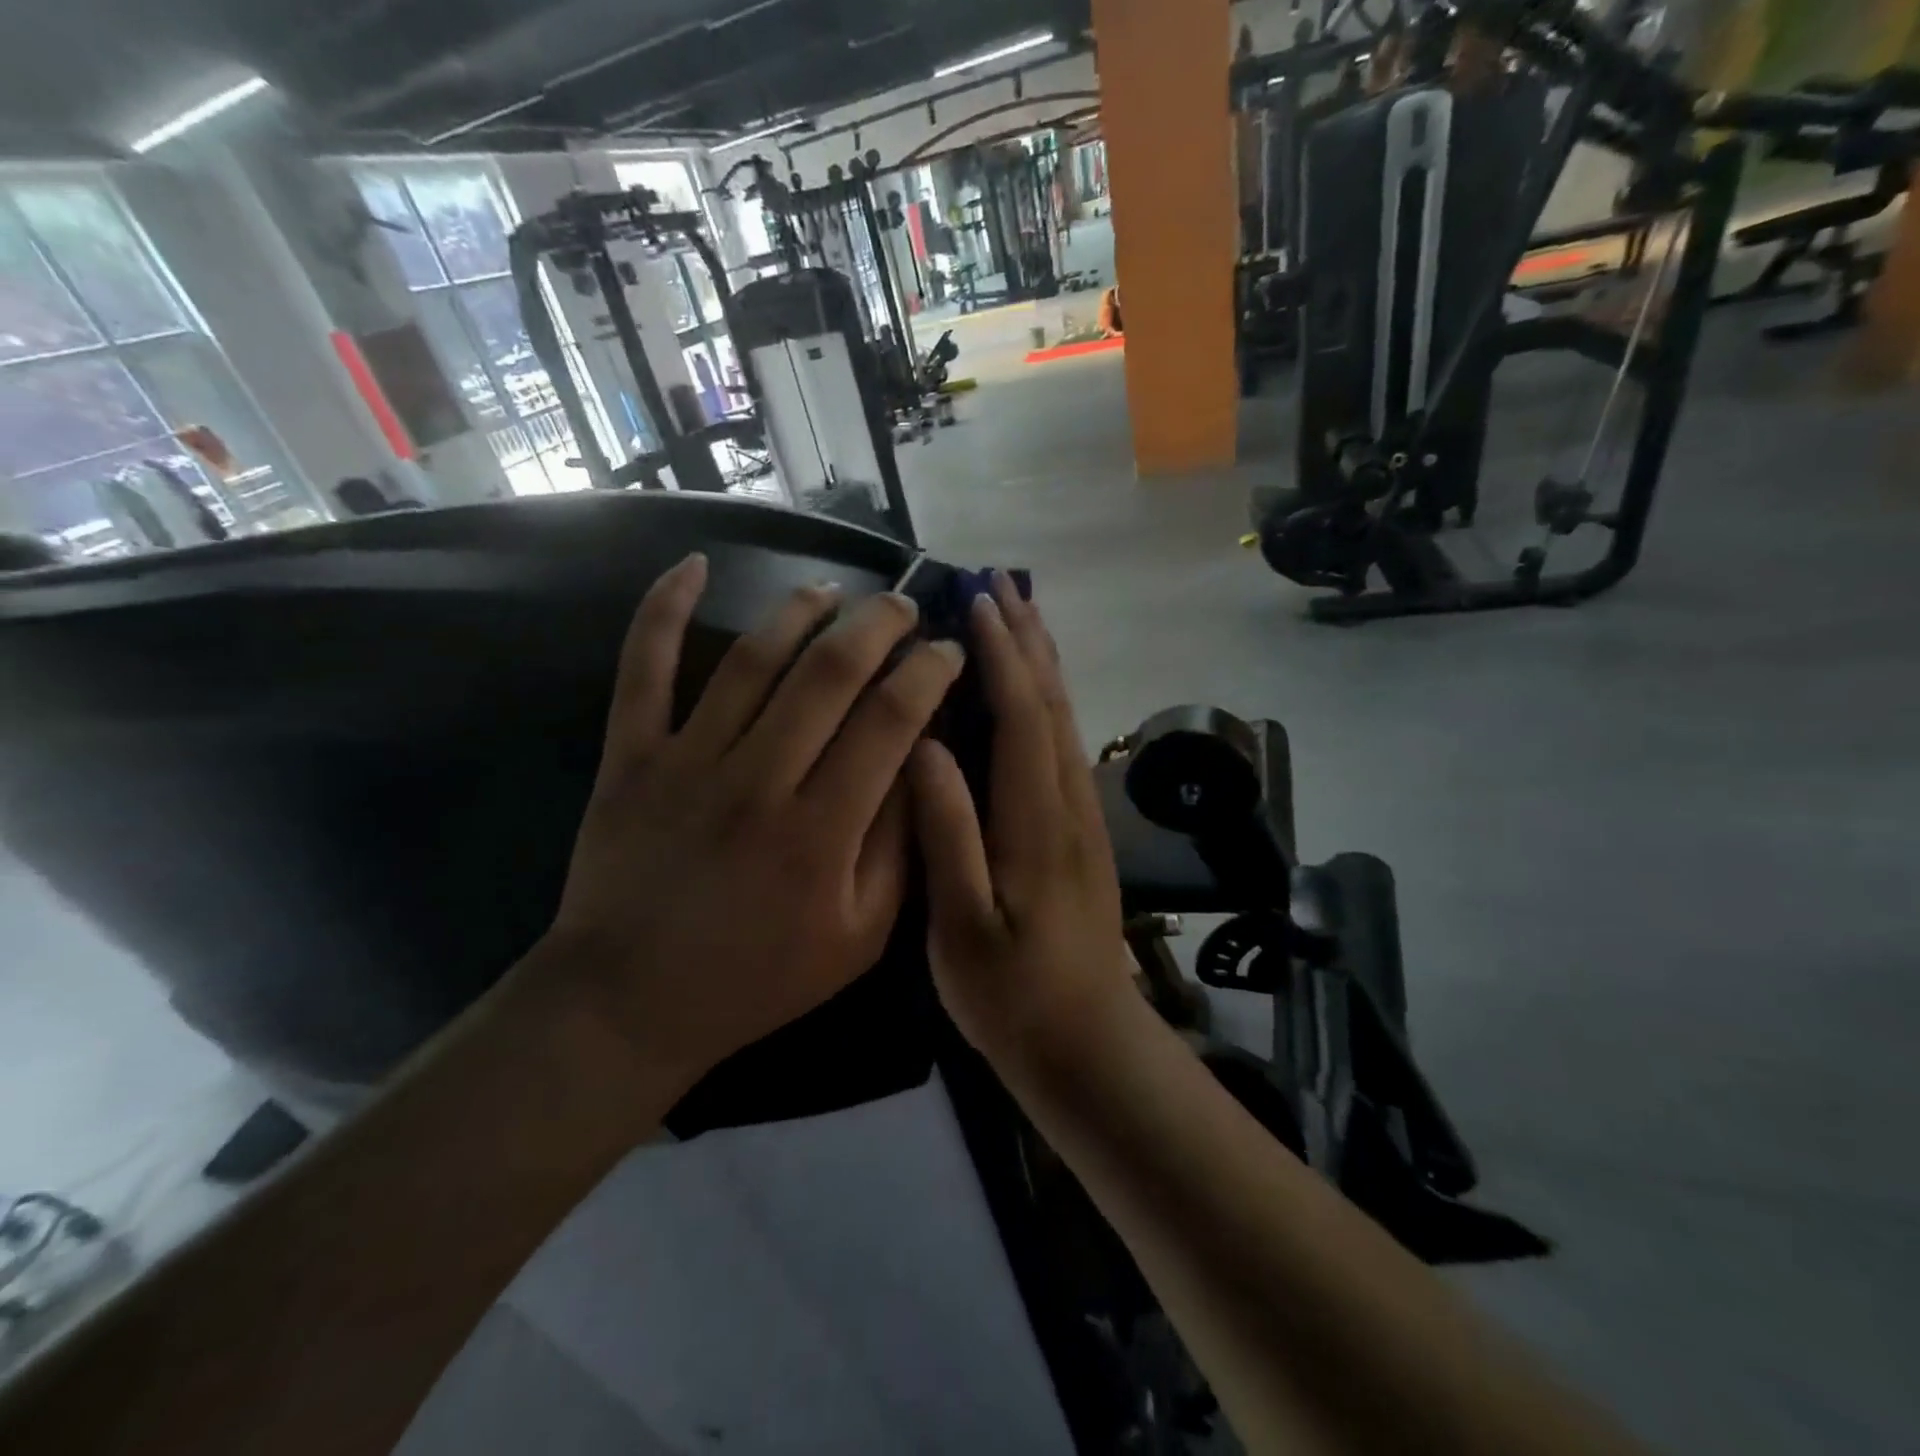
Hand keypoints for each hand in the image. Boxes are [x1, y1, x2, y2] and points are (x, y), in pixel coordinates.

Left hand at [545, 554, 965, 1089]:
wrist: (631, 1001)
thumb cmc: (760, 976)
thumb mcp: (860, 936)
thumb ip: (897, 846)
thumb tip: (920, 760)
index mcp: (821, 831)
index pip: (891, 721)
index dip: (930, 673)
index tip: (950, 650)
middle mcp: (758, 781)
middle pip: (830, 673)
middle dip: (879, 625)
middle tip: (904, 606)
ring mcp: (687, 761)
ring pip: (752, 659)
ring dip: (800, 611)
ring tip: (834, 592)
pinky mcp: (631, 756)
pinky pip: (642, 669)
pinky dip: (663, 611)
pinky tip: (692, 565)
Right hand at [909, 576, 1134, 1061]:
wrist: (1086, 1043)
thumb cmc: (1013, 993)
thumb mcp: (962, 925)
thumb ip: (949, 834)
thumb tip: (925, 748)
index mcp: (1037, 820)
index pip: (1023, 715)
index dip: (1002, 654)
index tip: (977, 601)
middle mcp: (1069, 803)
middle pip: (1054, 703)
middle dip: (1028, 640)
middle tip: (1000, 584)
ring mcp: (1082, 816)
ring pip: (1065, 720)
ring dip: (1043, 662)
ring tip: (1018, 616)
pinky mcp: (1082, 830)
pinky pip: (1065, 744)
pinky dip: (1048, 700)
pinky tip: (1032, 692)